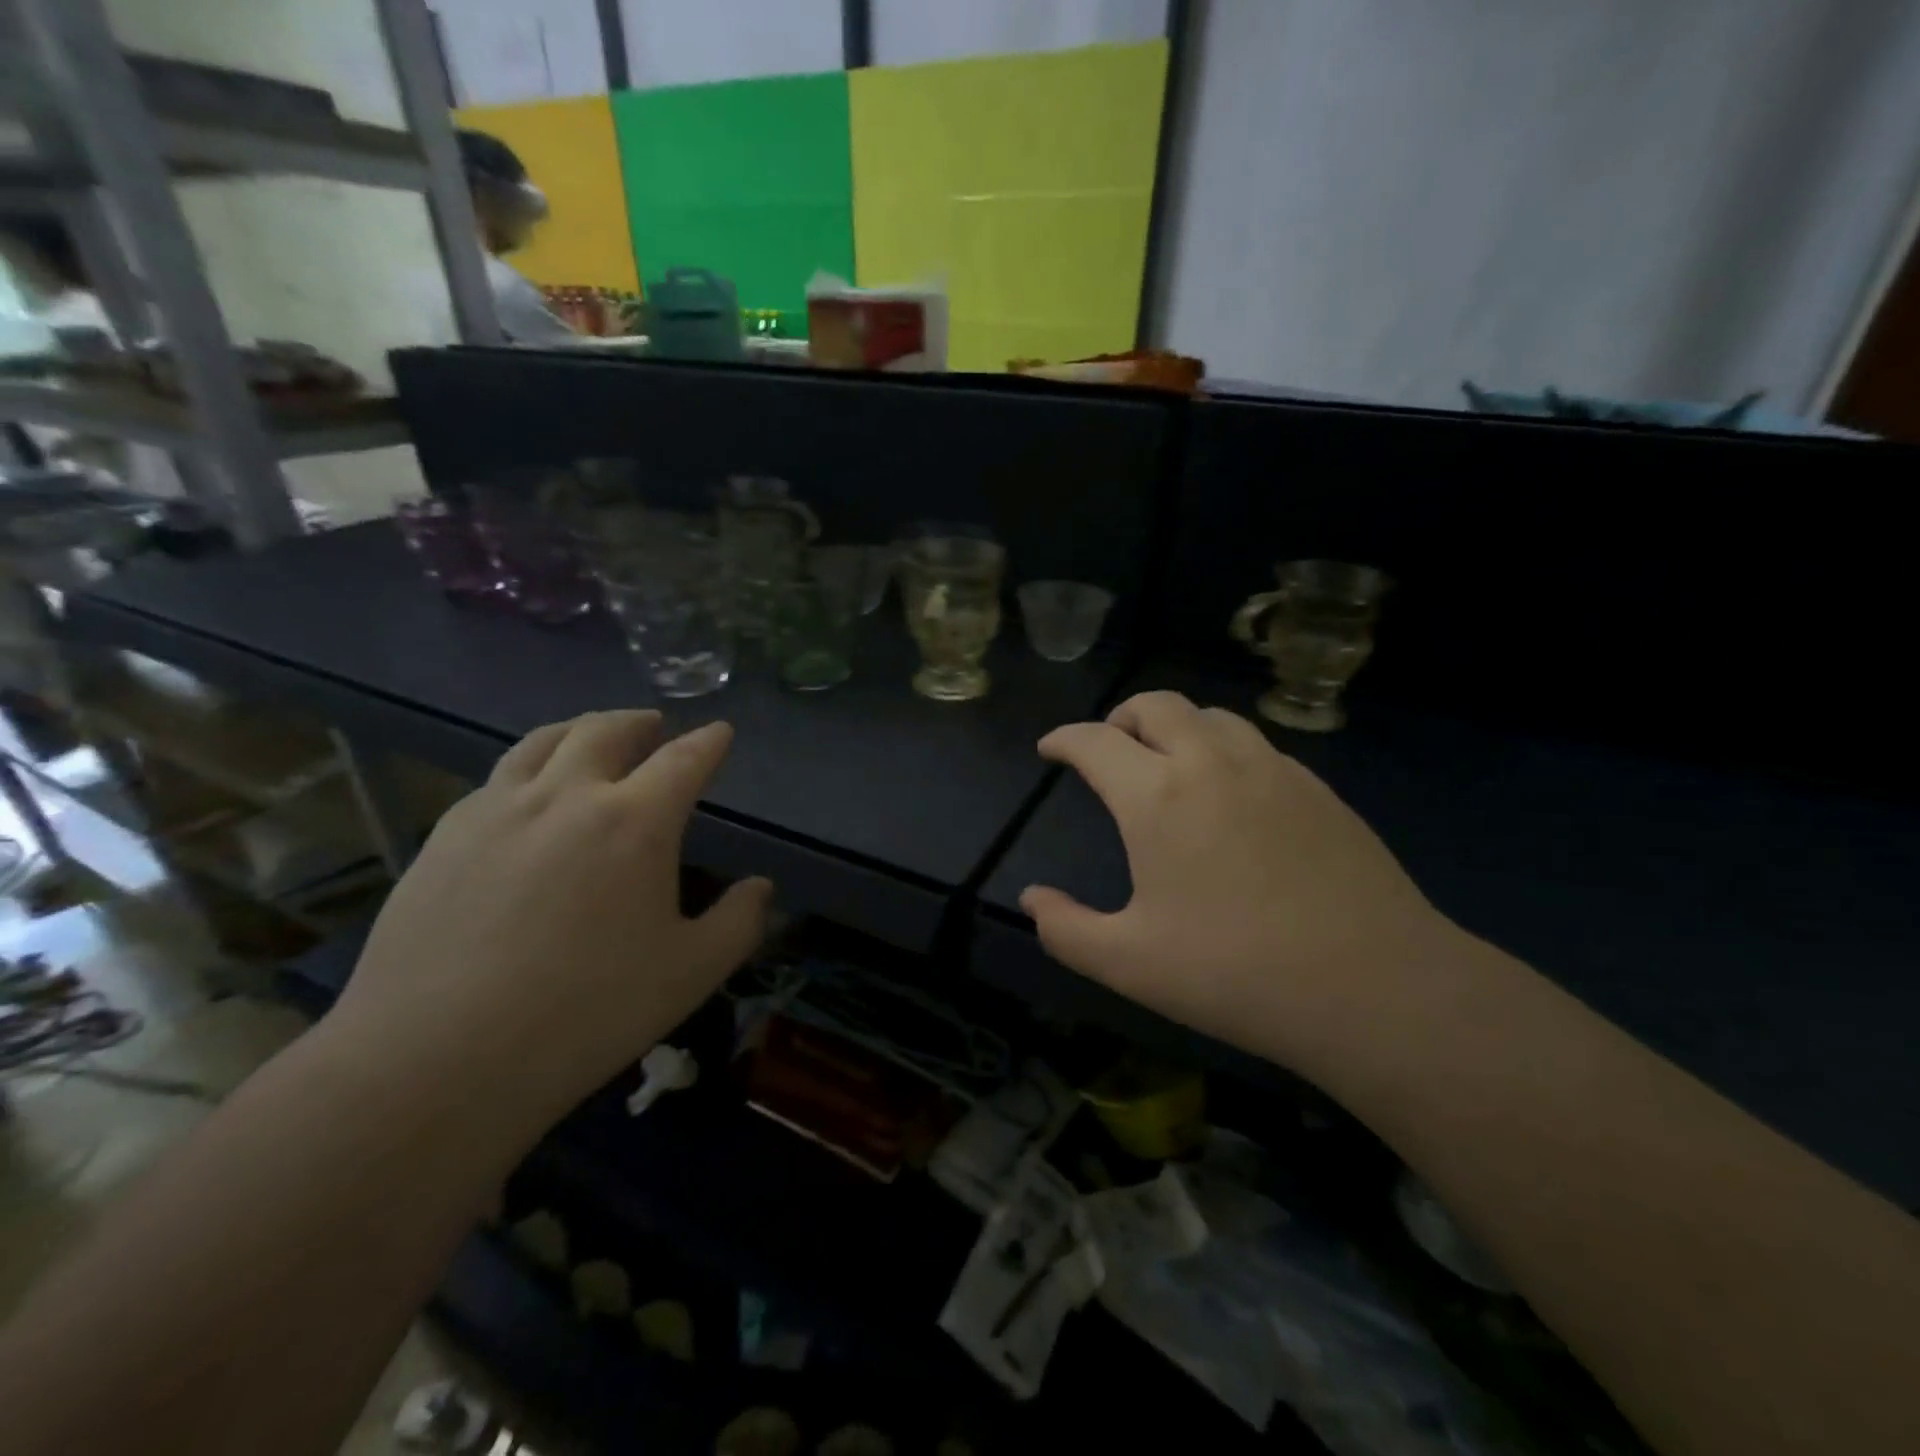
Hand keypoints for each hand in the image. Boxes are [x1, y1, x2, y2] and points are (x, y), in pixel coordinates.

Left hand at [331, 711, 770, 1120]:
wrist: (436, 1058)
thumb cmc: (586, 1012)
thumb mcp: (690, 973)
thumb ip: (739, 923)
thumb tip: (761, 888)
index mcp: (635, 821)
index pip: (684, 760)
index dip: (709, 742)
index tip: (720, 732)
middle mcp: (567, 796)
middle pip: (606, 731)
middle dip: (639, 721)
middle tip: (654, 725)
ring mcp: (497, 810)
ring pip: (542, 742)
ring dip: (579, 730)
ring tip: (591, 736)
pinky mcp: (444, 836)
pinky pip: (496, 779)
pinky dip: (528, 768)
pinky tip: (526, 794)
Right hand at [1021, 692, 1451, 1067]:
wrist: (1376, 987)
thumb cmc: (1236, 974)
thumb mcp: (1129, 964)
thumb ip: (1066, 929)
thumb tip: (1032, 899)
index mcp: (1157, 797)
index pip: (1095, 741)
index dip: (1064, 739)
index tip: (1051, 749)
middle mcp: (1210, 763)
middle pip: (1155, 704)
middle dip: (1120, 718)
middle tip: (1109, 751)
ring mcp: (1272, 769)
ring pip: (1210, 716)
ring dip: (1175, 727)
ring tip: (1167, 764)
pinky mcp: (1317, 788)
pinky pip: (1256, 744)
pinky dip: (1223, 749)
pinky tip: (1231, 795)